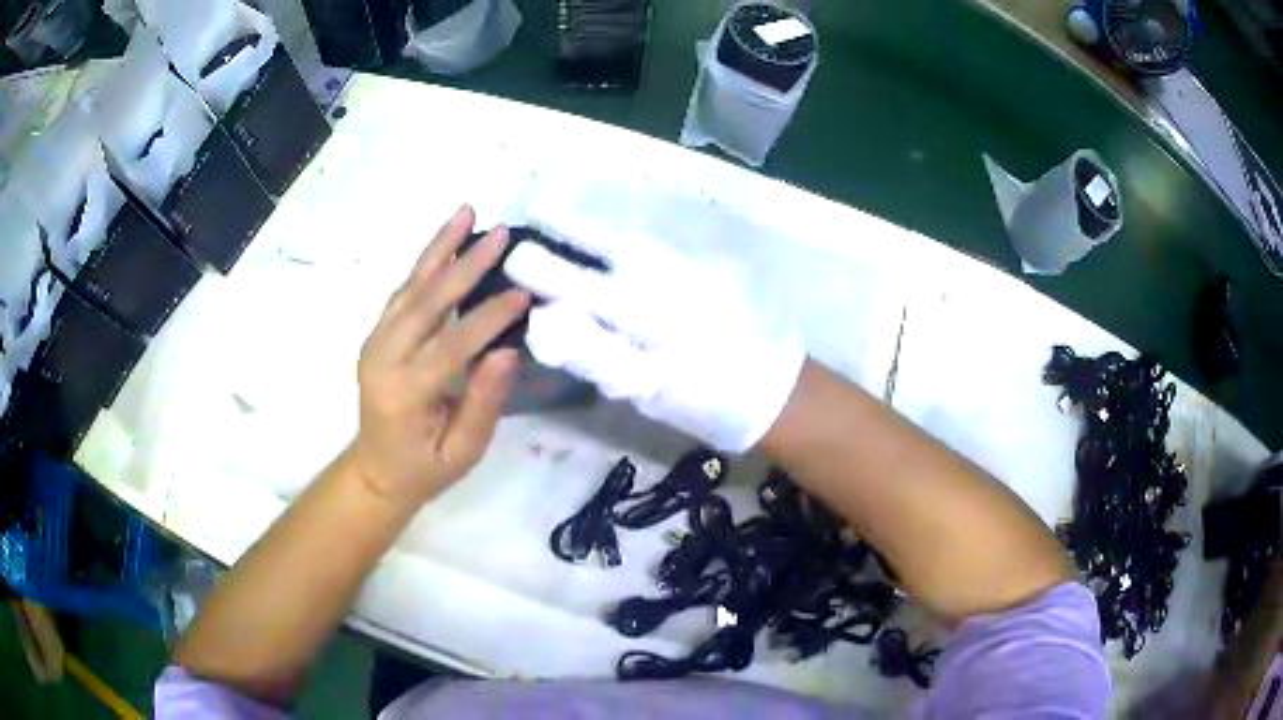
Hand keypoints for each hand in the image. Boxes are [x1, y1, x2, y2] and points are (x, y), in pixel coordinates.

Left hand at [349, 206, 529, 505]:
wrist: (375, 470)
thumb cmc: (424, 468)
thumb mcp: (462, 452)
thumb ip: (483, 403)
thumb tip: (507, 352)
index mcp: (403, 393)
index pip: (451, 345)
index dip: (489, 317)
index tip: (525, 292)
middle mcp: (382, 357)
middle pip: (427, 302)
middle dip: (466, 264)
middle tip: (502, 233)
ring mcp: (374, 341)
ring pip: (410, 286)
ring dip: (440, 247)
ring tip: (467, 212)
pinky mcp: (377, 333)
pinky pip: (402, 291)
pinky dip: (425, 261)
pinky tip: (446, 238)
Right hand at [503, 214, 804, 452]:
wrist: (778, 392)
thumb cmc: (708, 400)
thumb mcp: (649, 390)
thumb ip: (596, 354)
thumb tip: (546, 323)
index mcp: (644, 315)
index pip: (580, 286)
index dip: (544, 271)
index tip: (513, 255)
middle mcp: (665, 280)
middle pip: (609, 244)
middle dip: (570, 223)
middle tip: (537, 202)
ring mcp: (693, 269)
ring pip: (636, 237)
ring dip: (599, 222)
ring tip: (568, 208)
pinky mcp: (714, 269)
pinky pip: (663, 242)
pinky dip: (635, 232)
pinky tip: (622, 232)